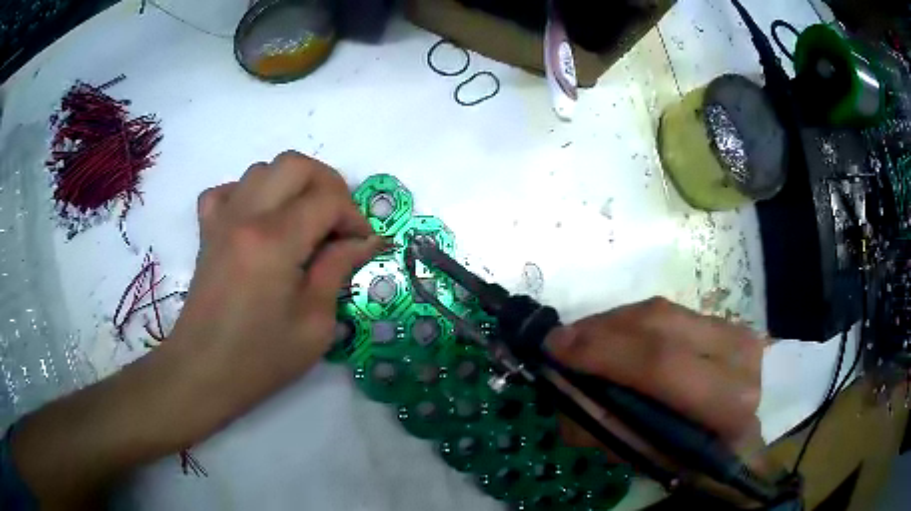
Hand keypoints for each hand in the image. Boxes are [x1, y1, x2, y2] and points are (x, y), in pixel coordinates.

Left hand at [172, 151, 383, 417]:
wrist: (204, 372)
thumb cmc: (261, 358)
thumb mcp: (315, 324)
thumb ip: (338, 270)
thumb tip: (365, 241)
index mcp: (275, 241)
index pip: (327, 200)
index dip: (355, 217)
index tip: (363, 244)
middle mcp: (246, 216)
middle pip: (295, 164)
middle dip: (329, 185)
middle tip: (339, 222)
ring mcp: (221, 219)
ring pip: (263, 169)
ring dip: (292, 185)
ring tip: (304, 221)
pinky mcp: (207, 230)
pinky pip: (228, 190)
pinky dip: (250, 194)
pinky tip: (259, 220)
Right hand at [547, 297, 764, 457]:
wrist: (743, 445)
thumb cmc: (698, 464)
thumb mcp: (648, 460)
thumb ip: (603, 425)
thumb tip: (560, 383)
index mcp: (726, 404)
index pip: (661, 365)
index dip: (603, 352)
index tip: (554, 349)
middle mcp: (739, 357)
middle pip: (660, 325)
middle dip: (600, 330)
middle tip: (560, 341)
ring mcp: (737, 331)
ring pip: (662, 311)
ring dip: (612, 323)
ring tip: (581, 340)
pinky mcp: (727, 321)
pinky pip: (670, 312)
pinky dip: (633, 322)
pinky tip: (613, 337)